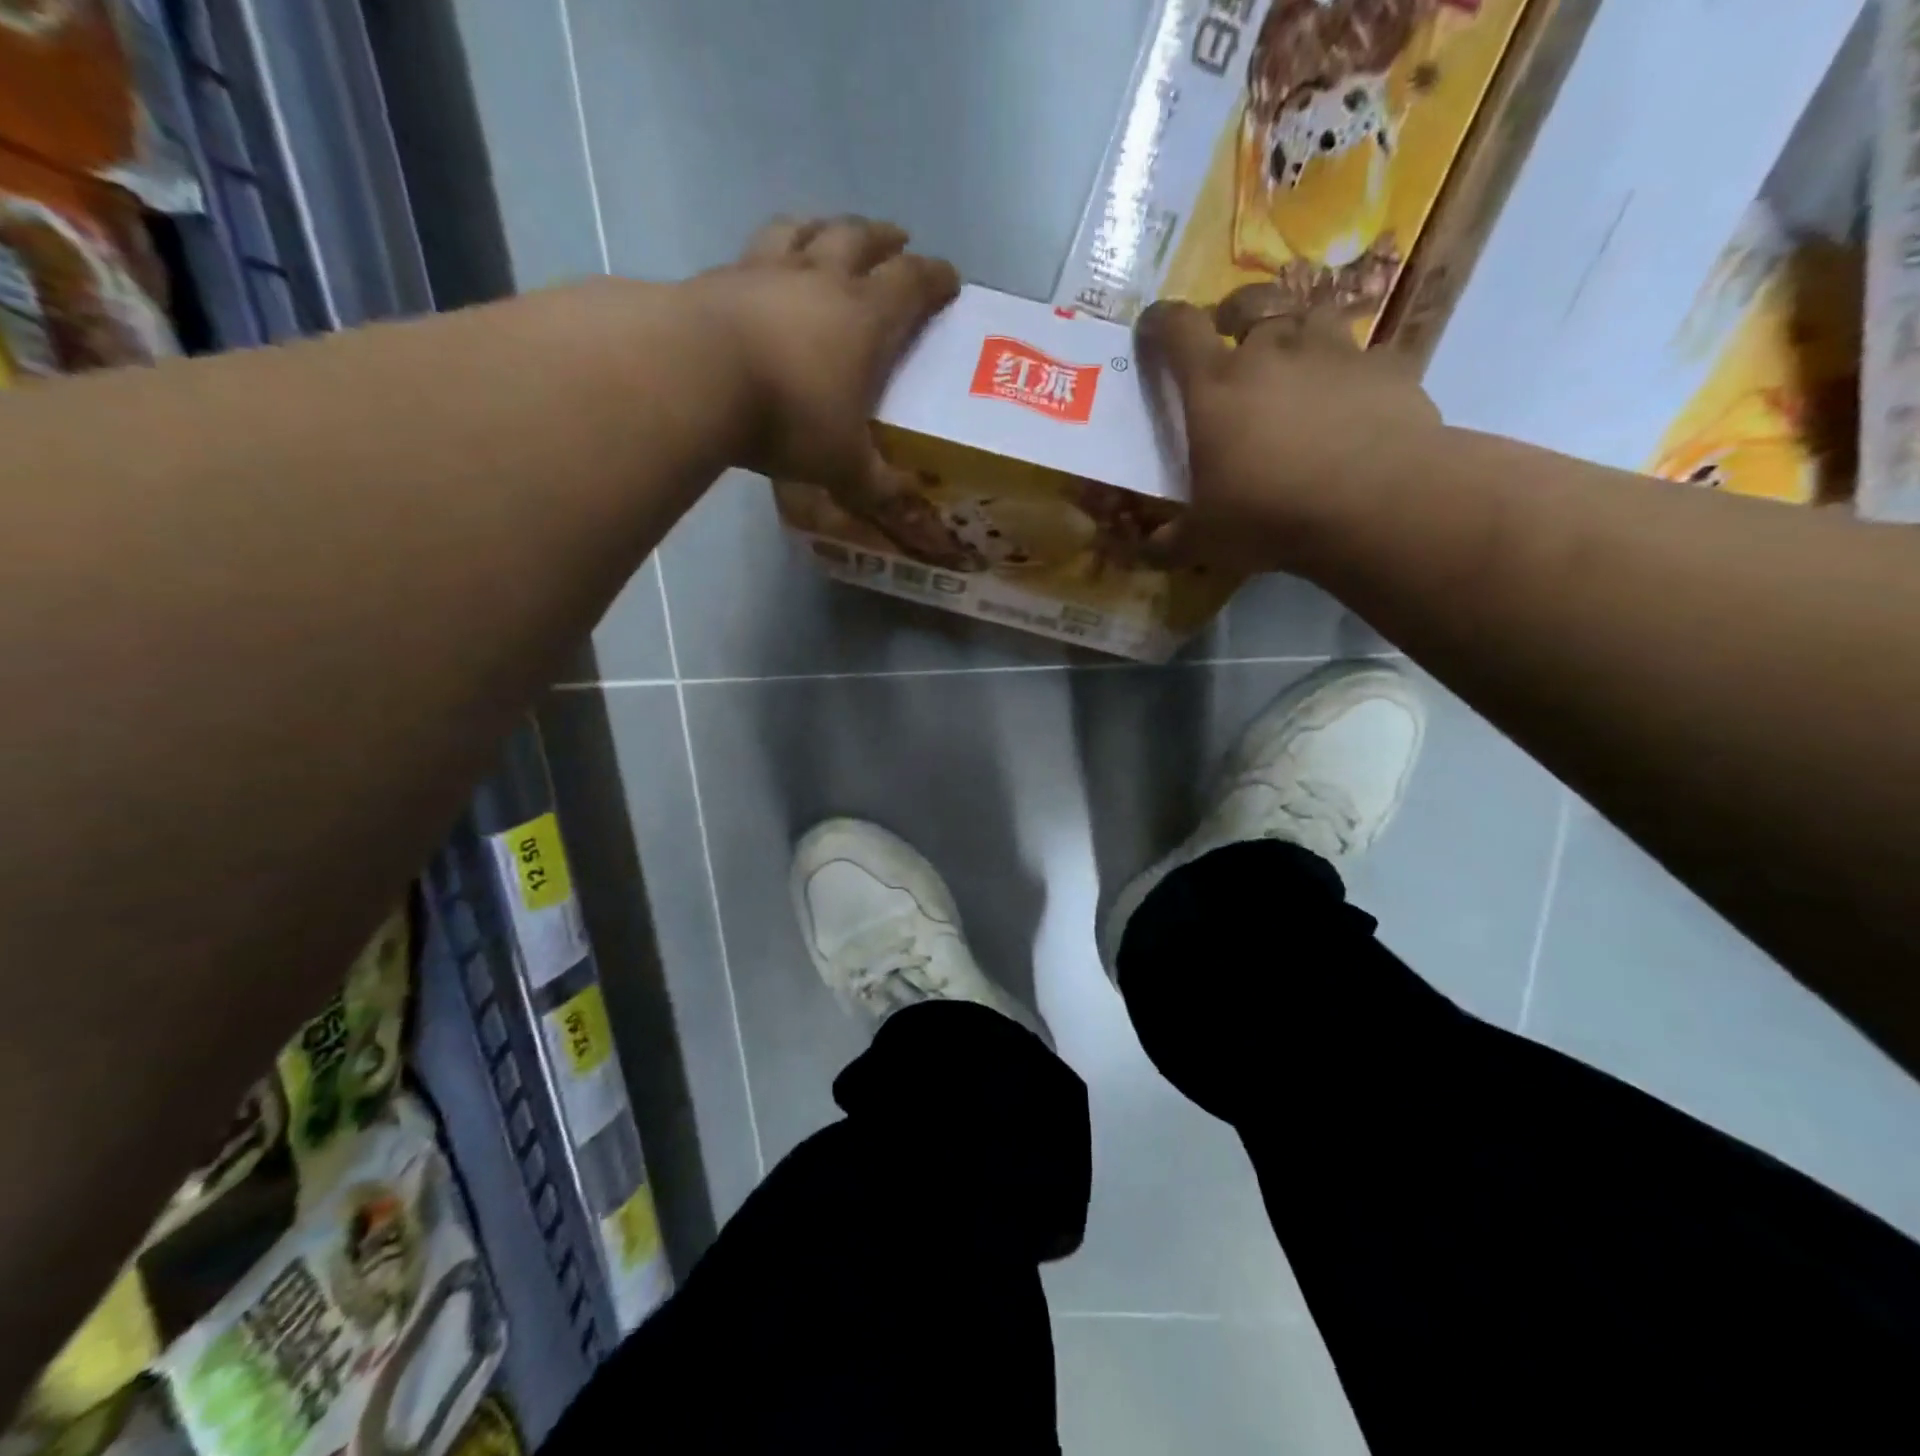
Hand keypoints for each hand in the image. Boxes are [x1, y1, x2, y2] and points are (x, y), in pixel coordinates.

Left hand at [687, 215, 960, 533]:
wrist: (694, 377)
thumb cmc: (788, 417)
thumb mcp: (842, 466)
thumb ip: (875, 484)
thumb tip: (902, 500)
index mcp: (865, 317)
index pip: (912, 283)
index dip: (936, 278)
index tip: (949, 279)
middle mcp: (821, 279)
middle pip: (860, 239)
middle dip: (884, 239)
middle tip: (897, 242)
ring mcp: (767, 271)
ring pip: (806, 230)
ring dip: (826, 227)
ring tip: (831, 234)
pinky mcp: (720, 277)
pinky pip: (755, 249)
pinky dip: (772, 252)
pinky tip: (766, 269)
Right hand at [1136, 282, 1445, 573]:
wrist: (1376, 505)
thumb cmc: (1270, 516)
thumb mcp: (1203, 542)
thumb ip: (1166, 543)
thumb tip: (1141, 551)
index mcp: (1215, 387)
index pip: (1177, 330)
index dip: (1160, 322)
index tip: (1152, 327)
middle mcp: (1270, 352)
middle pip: (1249, 303)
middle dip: (1234, 313)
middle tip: (1232, 336)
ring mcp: (1333, 352)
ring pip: (1310, 314)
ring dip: (1296, 330)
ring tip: (1295, 359)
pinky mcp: (1385, 367)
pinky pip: (1365, 355)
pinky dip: (1352, 371)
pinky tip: (1352, 399)